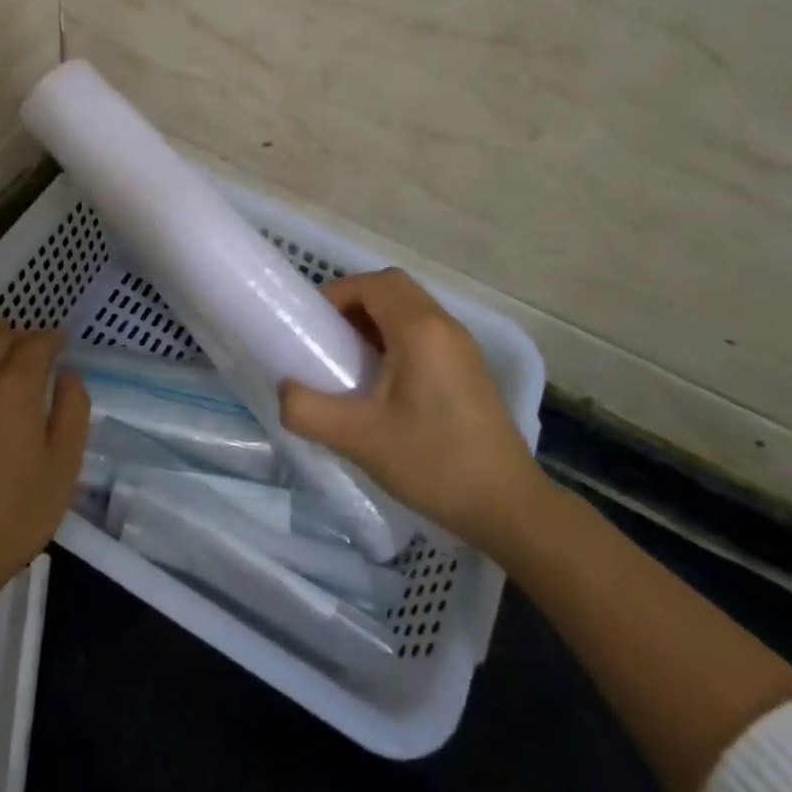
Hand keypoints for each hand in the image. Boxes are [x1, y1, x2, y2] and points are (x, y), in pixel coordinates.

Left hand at [0, 324, 87, 611]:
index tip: (61, 342)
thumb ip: (73, 410)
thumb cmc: (14, 514)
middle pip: (1, 336)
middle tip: (35, 348)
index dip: (52, 338)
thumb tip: (68, 375)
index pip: (37, 343)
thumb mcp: (64, 466)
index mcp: (16, 386)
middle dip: (23, 335)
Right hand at [279, 268, 540, 544]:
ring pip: (410, 308)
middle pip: (393, 288)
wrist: (508, 506)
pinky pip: (425, 331)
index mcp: (420, 329)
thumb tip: (283, 391)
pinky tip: (382, 382)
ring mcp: (462, 346)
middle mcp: (445, 325)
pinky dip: (396, 337)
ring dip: (375, 319)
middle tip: (327, 337)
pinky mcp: (469, 368)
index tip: (310, 324)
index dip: (336, 294)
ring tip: (349, 359)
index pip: (372, 284)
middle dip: (354, 302)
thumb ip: (308, 410)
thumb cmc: (433, 462)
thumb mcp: (359, 439)